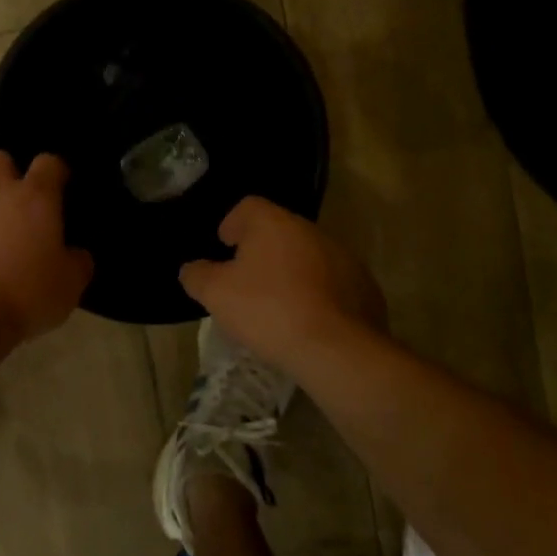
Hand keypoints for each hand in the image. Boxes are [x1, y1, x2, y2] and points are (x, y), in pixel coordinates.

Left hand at [0, 151, 93, 341]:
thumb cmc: (24, 296)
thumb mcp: (69, 286)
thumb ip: (77, 262)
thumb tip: (75, 254)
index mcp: (34, 197)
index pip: (49, 163)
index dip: (56, 172)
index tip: (60, 189)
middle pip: (0, 159)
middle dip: (9, 175)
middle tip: (17, 205)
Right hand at [179, 197, 383, 371]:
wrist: (337, 349)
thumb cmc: (268, 310)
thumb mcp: (216, 295)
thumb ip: (197, 276)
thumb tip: (192, 268)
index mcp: (273, 222)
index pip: (248, 206)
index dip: (232, 224)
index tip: (225, 247)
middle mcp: (310, 229)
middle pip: (279, 230)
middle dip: (262, 250)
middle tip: (247, 281)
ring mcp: (343, 256)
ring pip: (308, 255)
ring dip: (292, 271)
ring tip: (279, 305)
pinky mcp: (364, 286)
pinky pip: (333, 282)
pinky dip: (319, 294)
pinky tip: (309, 321)